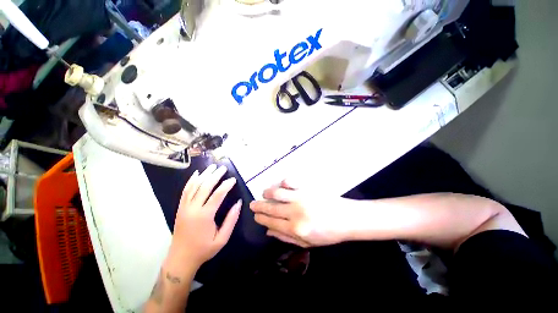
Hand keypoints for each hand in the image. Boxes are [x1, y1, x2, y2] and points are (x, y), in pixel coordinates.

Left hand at [167, 164, 241, 271]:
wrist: (181, 259)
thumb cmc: (204, 249)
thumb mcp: (222, 238)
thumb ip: (231, 220)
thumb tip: (239, 203)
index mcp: (204, 216)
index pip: (217, 195)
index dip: (226, 185)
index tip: (233, 179)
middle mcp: (193, 208)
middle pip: (204, 186)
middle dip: (215, 175)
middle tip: (223, 168)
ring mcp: (184, 207)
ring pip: (194, 186)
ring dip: (204, 175)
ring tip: (212, 167)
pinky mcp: (180, 208)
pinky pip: (185, 191)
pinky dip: (191, 180)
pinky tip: (197, 174)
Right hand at [250, 180, 349, 247]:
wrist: (346, 218)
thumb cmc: (328, 233)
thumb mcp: (307, 243)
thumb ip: (286, 238)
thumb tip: (268, 232)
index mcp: (296, 229)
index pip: (271, 223)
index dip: (261, 219)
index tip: (255, 216)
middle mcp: (295, 213)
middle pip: (271, 209)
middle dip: (259, 206)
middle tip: (252, 204)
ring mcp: (301, 198)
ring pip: (277, 193)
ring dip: (268, 193)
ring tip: (264, 193)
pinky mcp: (307, 188)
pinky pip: (291, 182)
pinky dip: (283, 182)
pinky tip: (281, 184)